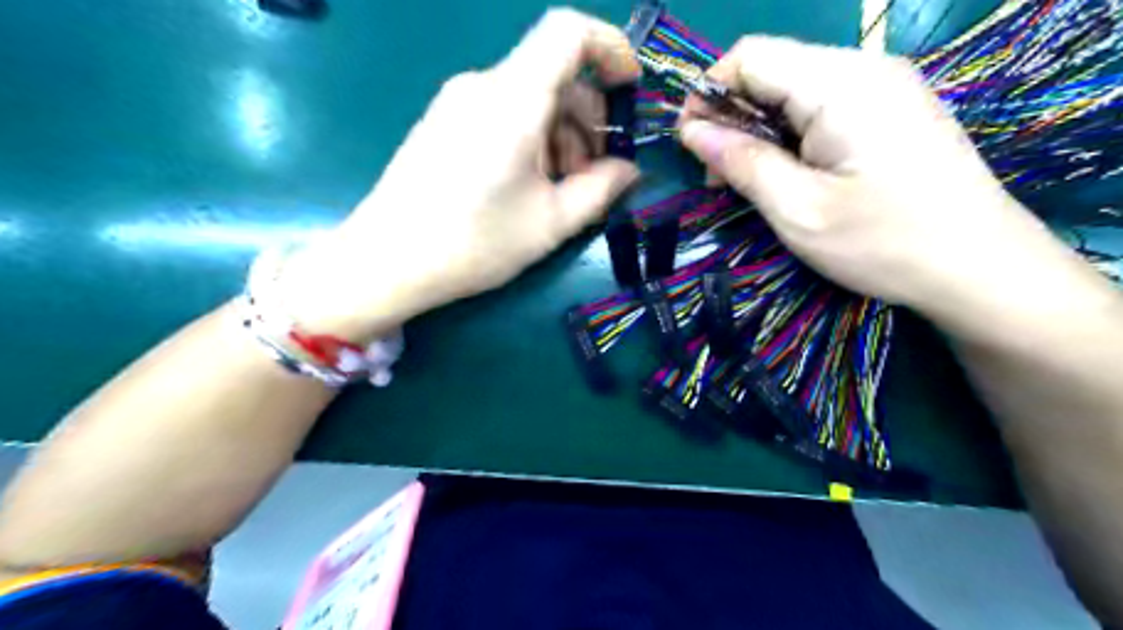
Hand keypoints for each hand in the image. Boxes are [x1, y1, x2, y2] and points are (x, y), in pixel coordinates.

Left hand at [275, 8, 633, 343]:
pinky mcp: (445, 122)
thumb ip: (601, 189)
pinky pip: (503, 113)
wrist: (386, 261)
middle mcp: (483, 86)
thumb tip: (629, 169)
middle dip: (589, 119)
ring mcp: (458, 102)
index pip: (569, 32)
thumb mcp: (551, 223)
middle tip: (596, 176)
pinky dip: (532, 139)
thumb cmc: (474, 243)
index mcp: (512, 100)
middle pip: (554, 75)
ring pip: (530, 98)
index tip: (630, 93)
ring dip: (561, 136)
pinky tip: (529, 185)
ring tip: (562, 190)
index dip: (610, 49)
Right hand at [674, 37, 1077, 324]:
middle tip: (719, 177)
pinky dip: (790, 134)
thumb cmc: (883, 243)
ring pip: (793, 88)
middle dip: (731, 116)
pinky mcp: (891, 109)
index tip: (691, 145)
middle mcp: (864, 68)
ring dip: (758, 129)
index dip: (708, 94)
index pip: (749, 56)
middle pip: (771, 68)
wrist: (980, 267)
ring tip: (751, 181)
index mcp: (840, 83)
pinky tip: (789, 173)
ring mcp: (883, 86)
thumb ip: (740, 162)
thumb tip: (691, 131)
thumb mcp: (796, 209)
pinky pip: (822, 105)